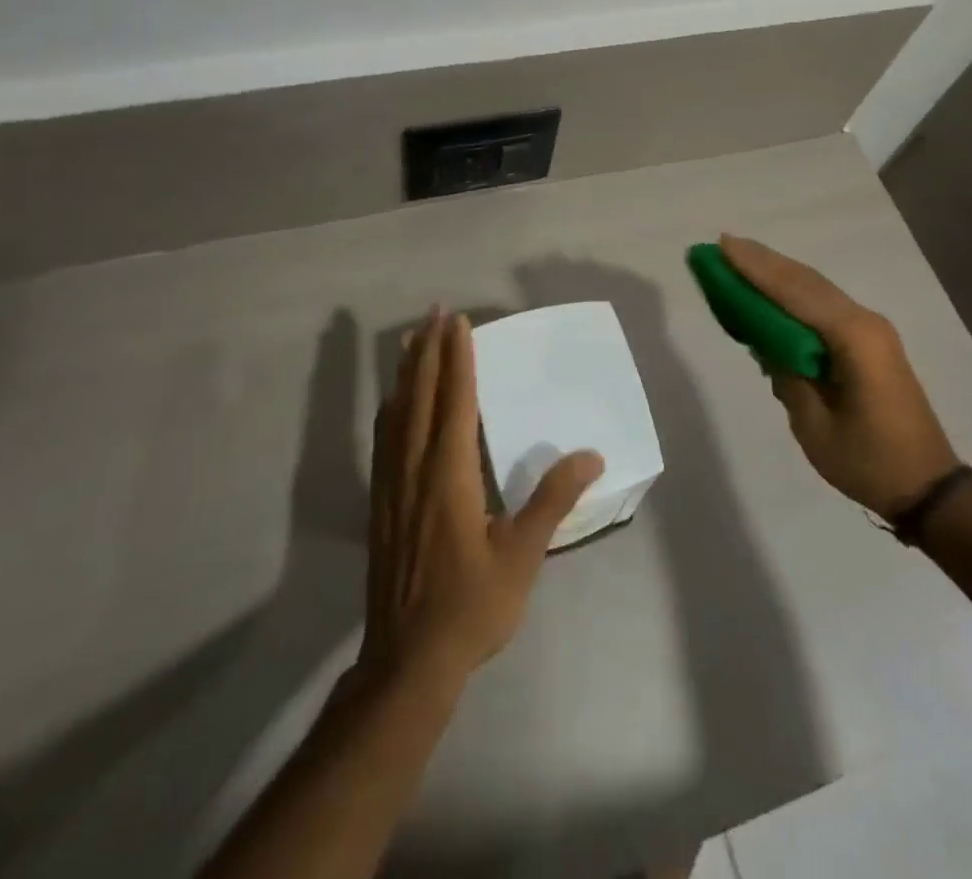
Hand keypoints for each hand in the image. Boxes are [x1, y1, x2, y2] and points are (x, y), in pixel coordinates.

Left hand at [363, 308, 603, 685]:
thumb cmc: (472, 606)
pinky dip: (392, 406)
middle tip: (435, 311)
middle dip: (430, 350)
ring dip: (407, 371)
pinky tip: (394, 401)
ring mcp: (392, 484)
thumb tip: (591, 455)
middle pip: (422, 396)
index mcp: (450, 475)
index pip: (455, 401)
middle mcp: (416, 468)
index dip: (458, 359)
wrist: (408, 661)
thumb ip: (553, 500)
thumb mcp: (522, 555)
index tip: (458, 322)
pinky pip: (384, 438)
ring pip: (398, 412)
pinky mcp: (380, 502)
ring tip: (412, 339)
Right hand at [720, 235, 957, 519]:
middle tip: (722, 244)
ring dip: (777, 273)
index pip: (794, 292)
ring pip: (815, 289)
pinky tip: (770, 291)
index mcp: (853, 337)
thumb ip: (787, 376)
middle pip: (805, 280)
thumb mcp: (815, 425)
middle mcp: (864, 321)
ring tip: (738, 258)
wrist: (928, 486)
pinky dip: (793, 293)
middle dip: (762, 261)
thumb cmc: (869, 460)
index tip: (722, 245)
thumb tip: (765, 343)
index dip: (755, 269)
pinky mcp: (869, 342)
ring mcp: (870, 329)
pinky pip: (823, 306)